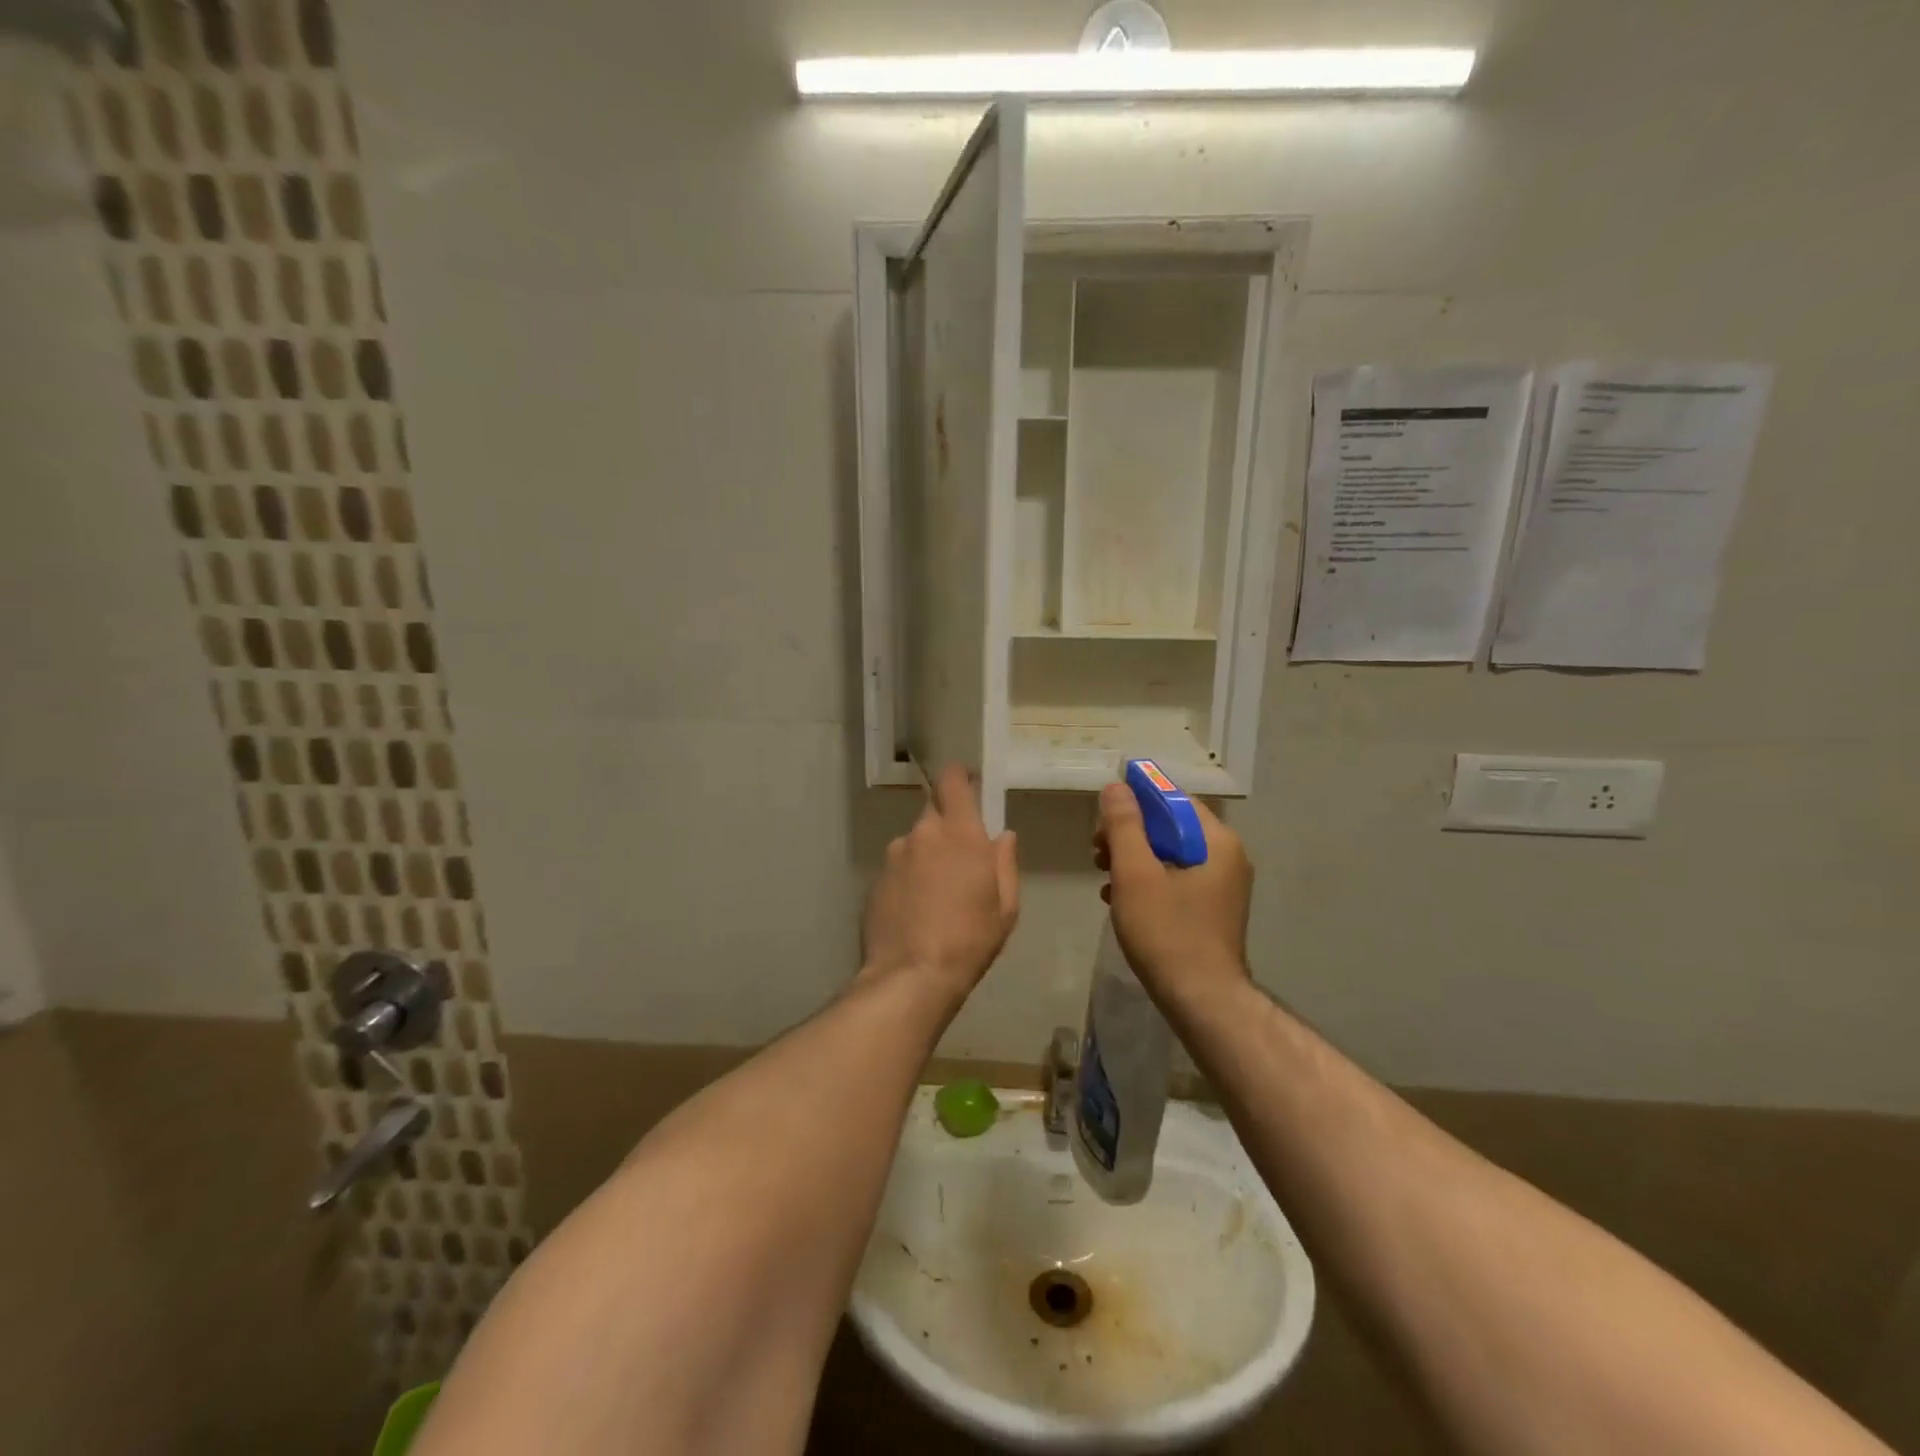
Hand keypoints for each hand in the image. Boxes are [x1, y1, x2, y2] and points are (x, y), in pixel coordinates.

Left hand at [860, 765, 1018, 1000]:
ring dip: (927, 854)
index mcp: (960, 833)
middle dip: (947, 825)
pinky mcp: (876, 879)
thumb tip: (1003, 836)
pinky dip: (909, 877)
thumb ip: (1005, 863)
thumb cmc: (970, 939)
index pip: (952, 781)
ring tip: (937, 893)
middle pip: (933, 811)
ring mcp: (894, 855)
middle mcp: (923, 834)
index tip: (968, 784)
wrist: (911, 976)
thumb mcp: (1005, 906)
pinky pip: (898, 866)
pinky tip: (916, 908)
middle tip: (960, 857)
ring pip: (915, 841)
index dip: (959, 777)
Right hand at [1094, 780, 1252, 1004]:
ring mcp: (1221, 886)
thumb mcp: (1136, 873)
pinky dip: (1147, 882)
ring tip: (1103, 877)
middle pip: (1171, 827)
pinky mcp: (1211, 910)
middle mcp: (1226, 857)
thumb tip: (1117, 788)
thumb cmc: (1167, 932)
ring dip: (1133, 859)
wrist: (1202, 1001)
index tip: (1103, 818)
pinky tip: (1119, 899)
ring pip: (1170, 855)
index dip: (1136, 800)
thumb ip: (1125, 826)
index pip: (1174, 800)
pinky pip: (1175, 880)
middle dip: (1130, 834)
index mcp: (1217, 841)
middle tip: (1097, 851)